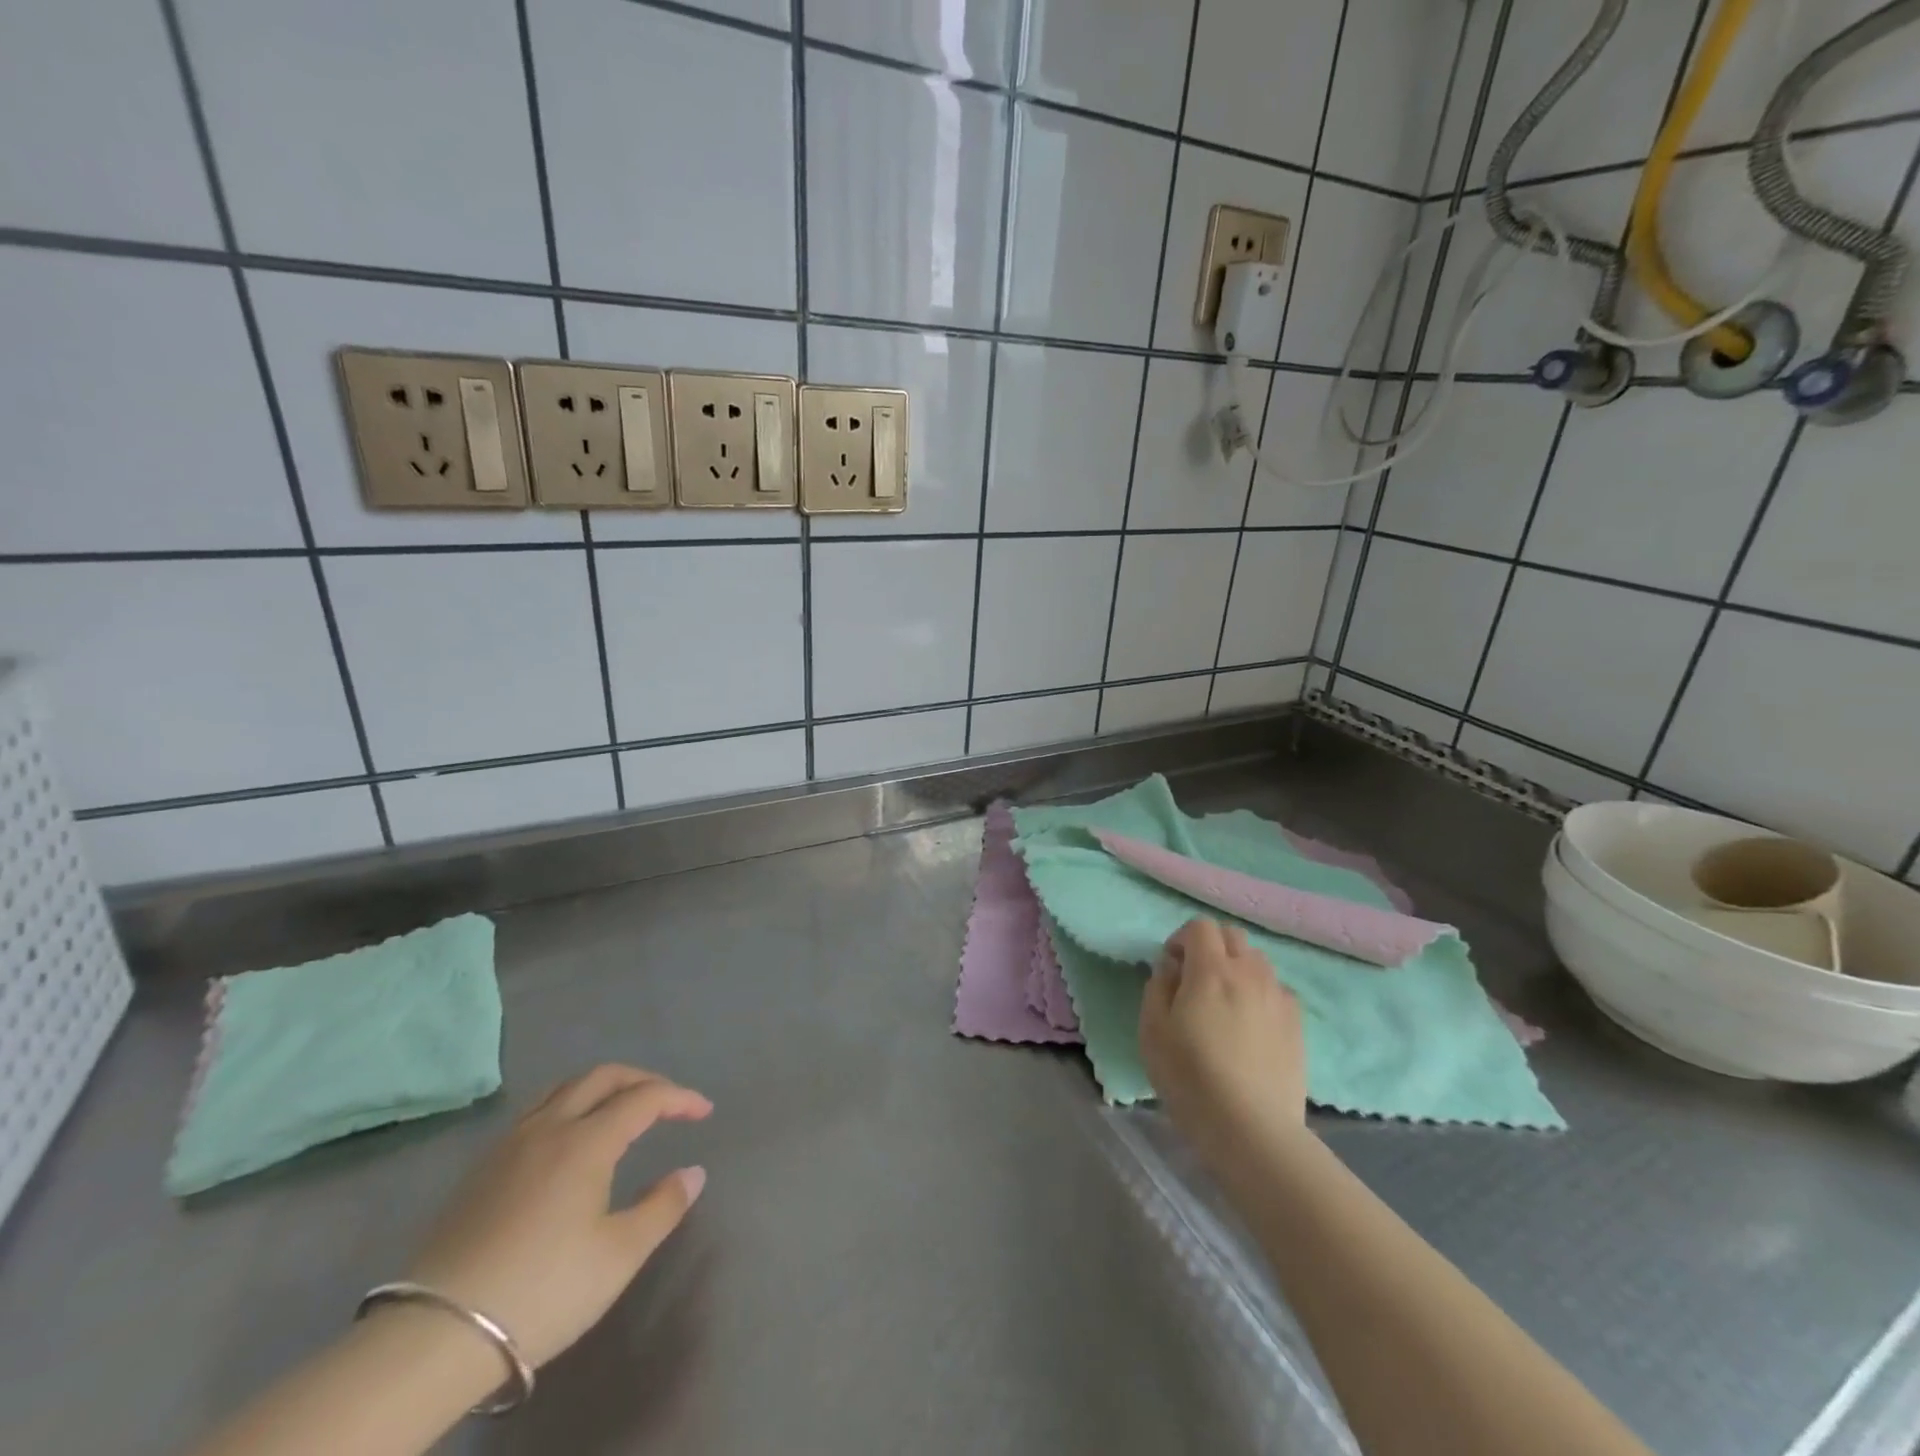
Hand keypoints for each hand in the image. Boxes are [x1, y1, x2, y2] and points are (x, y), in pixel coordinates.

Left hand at [402, 1064, 710, 1368]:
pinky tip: (568, 1139)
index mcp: (587, 1140)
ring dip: (602, 1087)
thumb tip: (693, 1172)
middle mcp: (549, 1127)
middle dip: (642, 1079)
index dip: (679, 1098)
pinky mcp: (481, 1169)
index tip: (703, 1112)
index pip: (644, 1098)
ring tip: (620, 1108)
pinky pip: (536, 1111)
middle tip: (667, 1100)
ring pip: (563, 1088)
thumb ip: (663, 1206)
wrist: (435, 1336)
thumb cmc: (543, 1289)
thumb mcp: (619, 1255)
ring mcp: (509, 1144)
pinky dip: (568, 1105)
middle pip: (602, 1077)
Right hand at [1140, 918, 1306, 1169]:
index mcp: (1211, 970)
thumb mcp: (1152, 1030)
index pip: (1200, 927)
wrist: (1252, 1128)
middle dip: (1210, 946)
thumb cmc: (1191, 1077)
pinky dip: (1260, 993)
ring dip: (1237, 968)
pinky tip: (1250, 1025)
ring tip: (1224, 1002)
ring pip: (1258, 961)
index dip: (1181, 939)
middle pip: (1232, 935)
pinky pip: (1276, 990)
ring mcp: (1278, 997)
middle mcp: (1250, 973)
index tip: (1171, 967)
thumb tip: (1172, 967)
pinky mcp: (1297, 1024)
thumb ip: (1158, 987)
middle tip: (1195, 979)